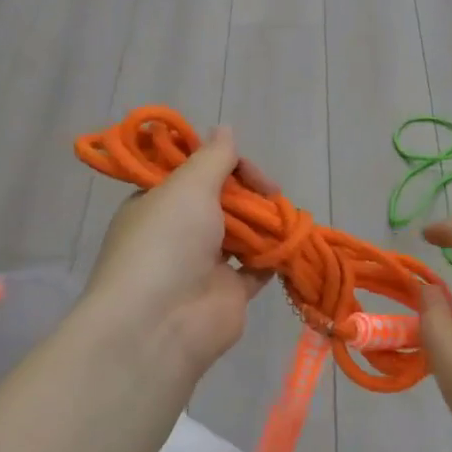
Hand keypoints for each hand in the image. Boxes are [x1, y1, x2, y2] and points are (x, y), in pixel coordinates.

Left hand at [84, 127, 273, 380]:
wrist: (161, 323)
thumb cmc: (167, 243)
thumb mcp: (187, 186)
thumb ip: (213, 158)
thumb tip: (224, 128)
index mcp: (158, 203)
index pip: (195, 173)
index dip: (225, 165)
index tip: (248, 169)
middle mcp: (179, 232)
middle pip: (223, 202)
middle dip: (250, 194)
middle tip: (272, 193)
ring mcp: (204, 265)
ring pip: (243, 233)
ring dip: (265, 224)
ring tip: (287, 216)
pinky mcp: (229, 293)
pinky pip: (258, 268)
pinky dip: (275, 256)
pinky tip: (293, 243)